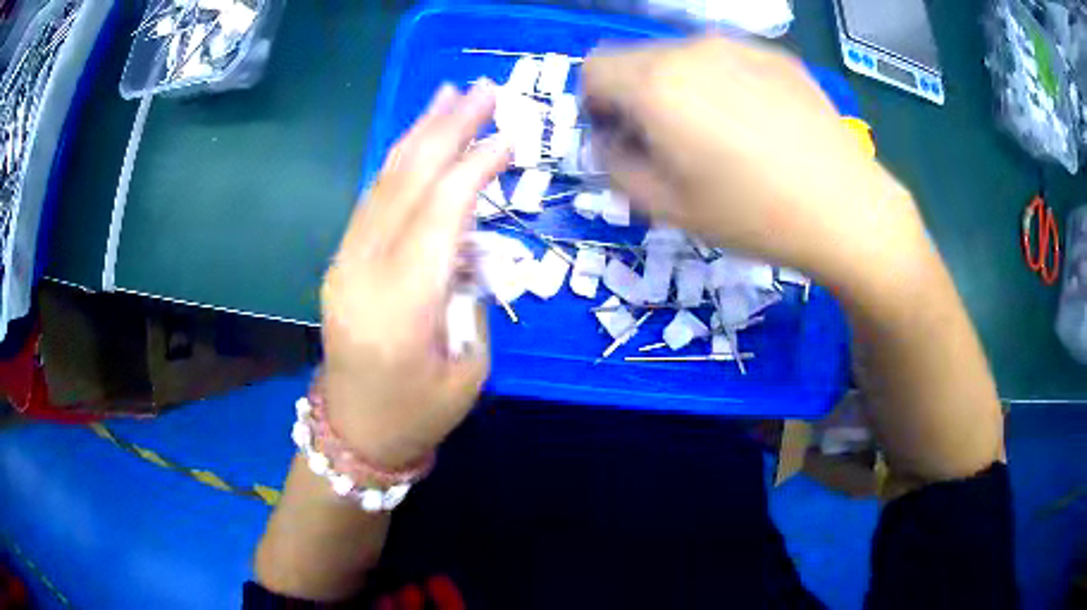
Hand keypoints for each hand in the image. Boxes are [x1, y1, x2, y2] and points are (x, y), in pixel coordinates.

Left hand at [320, 80, 509, 468]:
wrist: (355, 432)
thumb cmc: (419, 414)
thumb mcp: (469, 368)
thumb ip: (472, 295)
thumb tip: (472, 242)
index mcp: (403, 307)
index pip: (441, 214)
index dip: (475, 167)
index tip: (509, 137)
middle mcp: (365, 273)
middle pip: (408, 183)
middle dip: (447, 129)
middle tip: (481, 89)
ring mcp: (345, 262)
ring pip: (384, 183)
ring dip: (418, 134)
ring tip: (447, 95)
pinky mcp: (341, 261)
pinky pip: (372, 200)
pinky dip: (398, 163)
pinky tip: (416, 140)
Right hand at [582, 36, 925, 289]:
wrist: (846, 208)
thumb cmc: (752, 214)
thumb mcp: (666, 206)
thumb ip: (615, 165)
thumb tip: (610, 139)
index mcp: (656, 83)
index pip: (593, 69)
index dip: (595, 104)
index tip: (621, 137)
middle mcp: (692, 49)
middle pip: (637, 60)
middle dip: (637, 96)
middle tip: (670, 144)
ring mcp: (740, 46)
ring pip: (683, 58)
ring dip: (680, 89)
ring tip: (720, 135)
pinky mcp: (776, 55)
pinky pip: (728, 61)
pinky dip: (723, 84)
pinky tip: (758, 125)